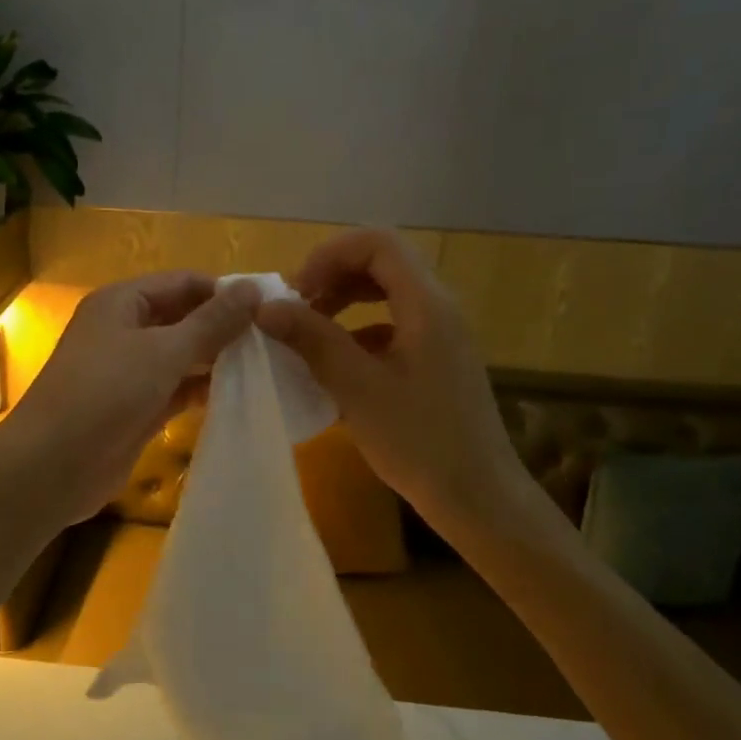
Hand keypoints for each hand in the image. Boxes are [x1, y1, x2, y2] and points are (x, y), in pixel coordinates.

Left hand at [0, 272, 261, 527]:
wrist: (53, 465)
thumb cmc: (105, 394)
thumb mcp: (163, 351)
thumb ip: (211, 322)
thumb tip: (252, 288)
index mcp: (122, 302)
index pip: (182, 283)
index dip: (224, 292)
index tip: (270, 308)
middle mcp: (123, 330)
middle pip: (183, 318)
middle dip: (223, 327)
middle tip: (276, 340)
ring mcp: (129, 372)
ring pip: (181, 357)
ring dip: (216, 361)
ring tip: (267, 366)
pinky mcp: (135, 409)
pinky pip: (175, 390)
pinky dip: (202, 390)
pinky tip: (238, 395)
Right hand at [255, 229, 538, 538]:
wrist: (476, 496)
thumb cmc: (418, 440)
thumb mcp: (357, 388)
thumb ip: (312, 340)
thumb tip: (265, 307)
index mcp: (425, 304)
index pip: (377, 243)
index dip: (329, 255)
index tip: (294, 291)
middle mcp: (437, 308)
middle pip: (380, 264)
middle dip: (331, 277)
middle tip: (293, 311)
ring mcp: (438, 335)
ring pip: (384, 295)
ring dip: (341, 304)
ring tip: (304, 335)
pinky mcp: (434, 362)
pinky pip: (390, 327)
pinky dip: (356, 333)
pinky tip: (332, 367)